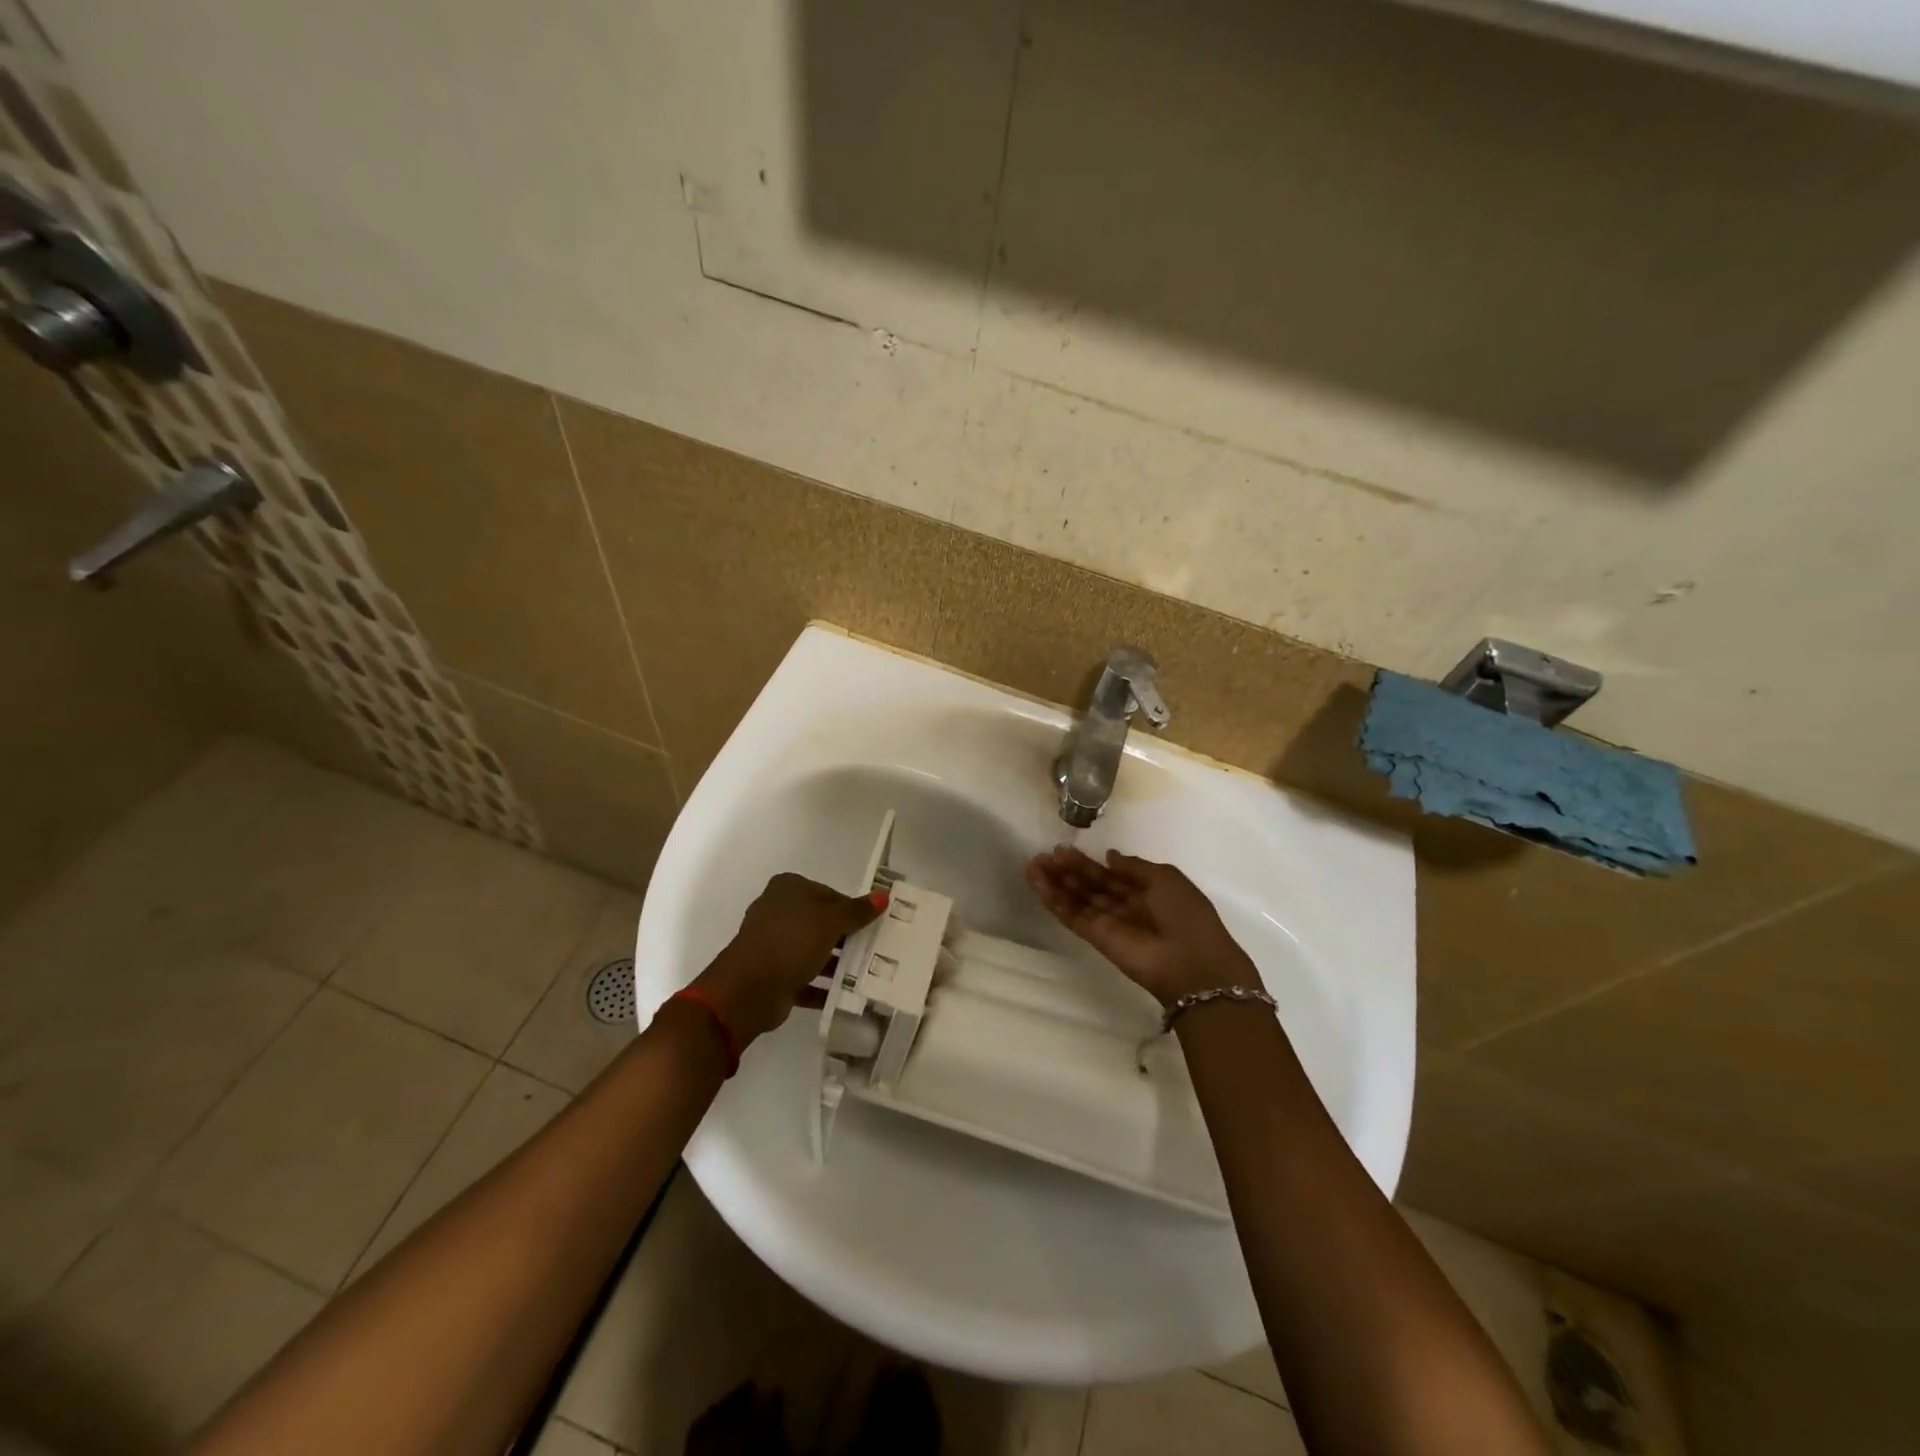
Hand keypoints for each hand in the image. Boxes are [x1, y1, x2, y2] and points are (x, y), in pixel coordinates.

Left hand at [694, 872, 885, 1044]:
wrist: (749, 988)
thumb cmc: (792, 941)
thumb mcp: (831, 921)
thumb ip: (858, 911)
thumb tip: (885, 895)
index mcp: (788, 889)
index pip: (830, 894)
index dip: (852, 910)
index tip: (873, 927)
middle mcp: (778, 912)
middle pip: (821, 923)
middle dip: (846, 938)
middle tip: (874, 951)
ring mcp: (773, 944)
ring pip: (813, 951)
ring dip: (836, 964)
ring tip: (866, 975)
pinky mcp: (773, 974)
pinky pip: (804, 978)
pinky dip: (822, 987)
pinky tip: (846, 996)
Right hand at [1025, 846, 1253, 1006]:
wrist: (1192, 963)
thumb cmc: (1186, 915)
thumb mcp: (1166, 878)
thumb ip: (1134, 867)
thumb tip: (1109, 857)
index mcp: (1146, 892)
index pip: (1109, 875)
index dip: (1087, 863)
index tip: (1063, 849)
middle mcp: (1125, 907)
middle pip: (1089, 886)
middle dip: (1066, 870)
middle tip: (1043, 856)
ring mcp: (1109, 923)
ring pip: (1077, 900)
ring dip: (1055, 884)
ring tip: (1033, 866)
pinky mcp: (1096, 938)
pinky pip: (1072, 916)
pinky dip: (1055, 901)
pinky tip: (1038, 885)